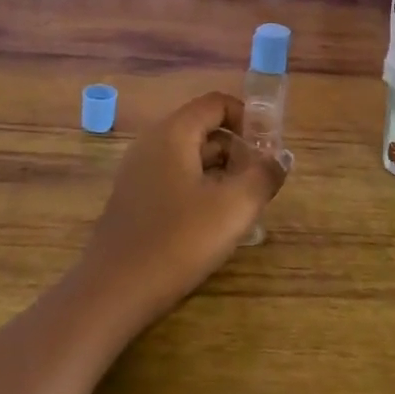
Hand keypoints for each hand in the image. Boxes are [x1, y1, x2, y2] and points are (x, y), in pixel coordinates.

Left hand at [76, 92, 287, 331]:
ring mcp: (139, 172)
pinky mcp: (135, 199)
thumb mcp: (234, 207)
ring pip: (191, 158)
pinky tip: (213, 224)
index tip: (270, 149)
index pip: (216, 103)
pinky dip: (200, 190)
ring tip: (242, 207)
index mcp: (173, 133)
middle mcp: (152, 143)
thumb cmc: (178, 240)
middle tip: (260, 184)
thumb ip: (263, 176)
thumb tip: (280, 158)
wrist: (114, 290)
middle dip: (238, 151)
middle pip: (204, 130)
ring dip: (221, 173)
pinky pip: (175, 179)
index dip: (248, 118)